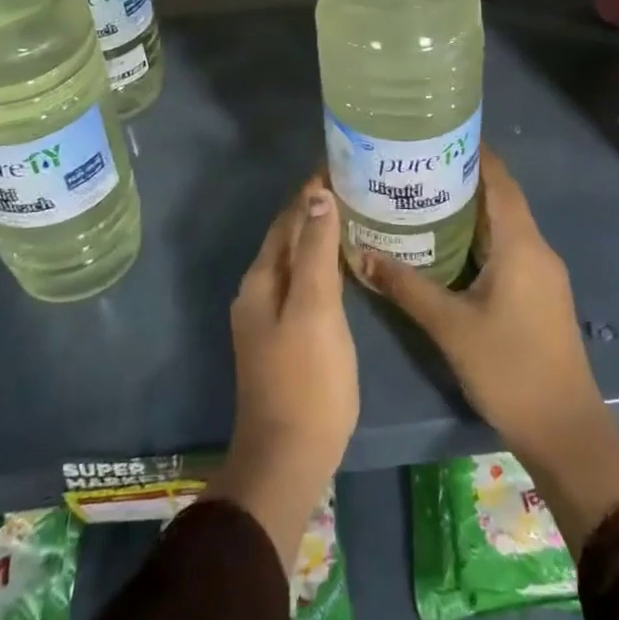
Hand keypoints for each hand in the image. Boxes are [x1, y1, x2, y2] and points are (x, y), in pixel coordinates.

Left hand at [209, 176, 358, 566]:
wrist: (289, 457)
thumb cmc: (307, 379)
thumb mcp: (314, 309)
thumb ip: (315, 252)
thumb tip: (318, 196)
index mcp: (261, 279)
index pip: (287, 218)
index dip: (311, 190)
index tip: (342, 161)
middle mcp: (260, 291)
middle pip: (289, 237)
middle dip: (317, 208)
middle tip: (358, 183)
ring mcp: (271, 316)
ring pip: (298, 260)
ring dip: (321, 235)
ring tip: (358, 214)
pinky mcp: (288, 336)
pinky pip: (306, 284)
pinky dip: (324, 264)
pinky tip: (348, 265)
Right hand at [361, 150, 618, 554]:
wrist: (564, 428)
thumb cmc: (509, 367)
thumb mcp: (450, 326)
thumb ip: (407, 287)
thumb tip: (363, 254)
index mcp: (521, 243)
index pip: (499, 180)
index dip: (473, 153)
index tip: (436, 135)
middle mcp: (536, 248)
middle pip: (501, 198)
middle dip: (463, 178)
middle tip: (417, 166)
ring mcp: (541, 272)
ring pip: (504, 225)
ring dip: (471, 209)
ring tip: (424, 197)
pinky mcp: (539, 293)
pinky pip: (508, 247)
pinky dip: (480, 236)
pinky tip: (448, 244)